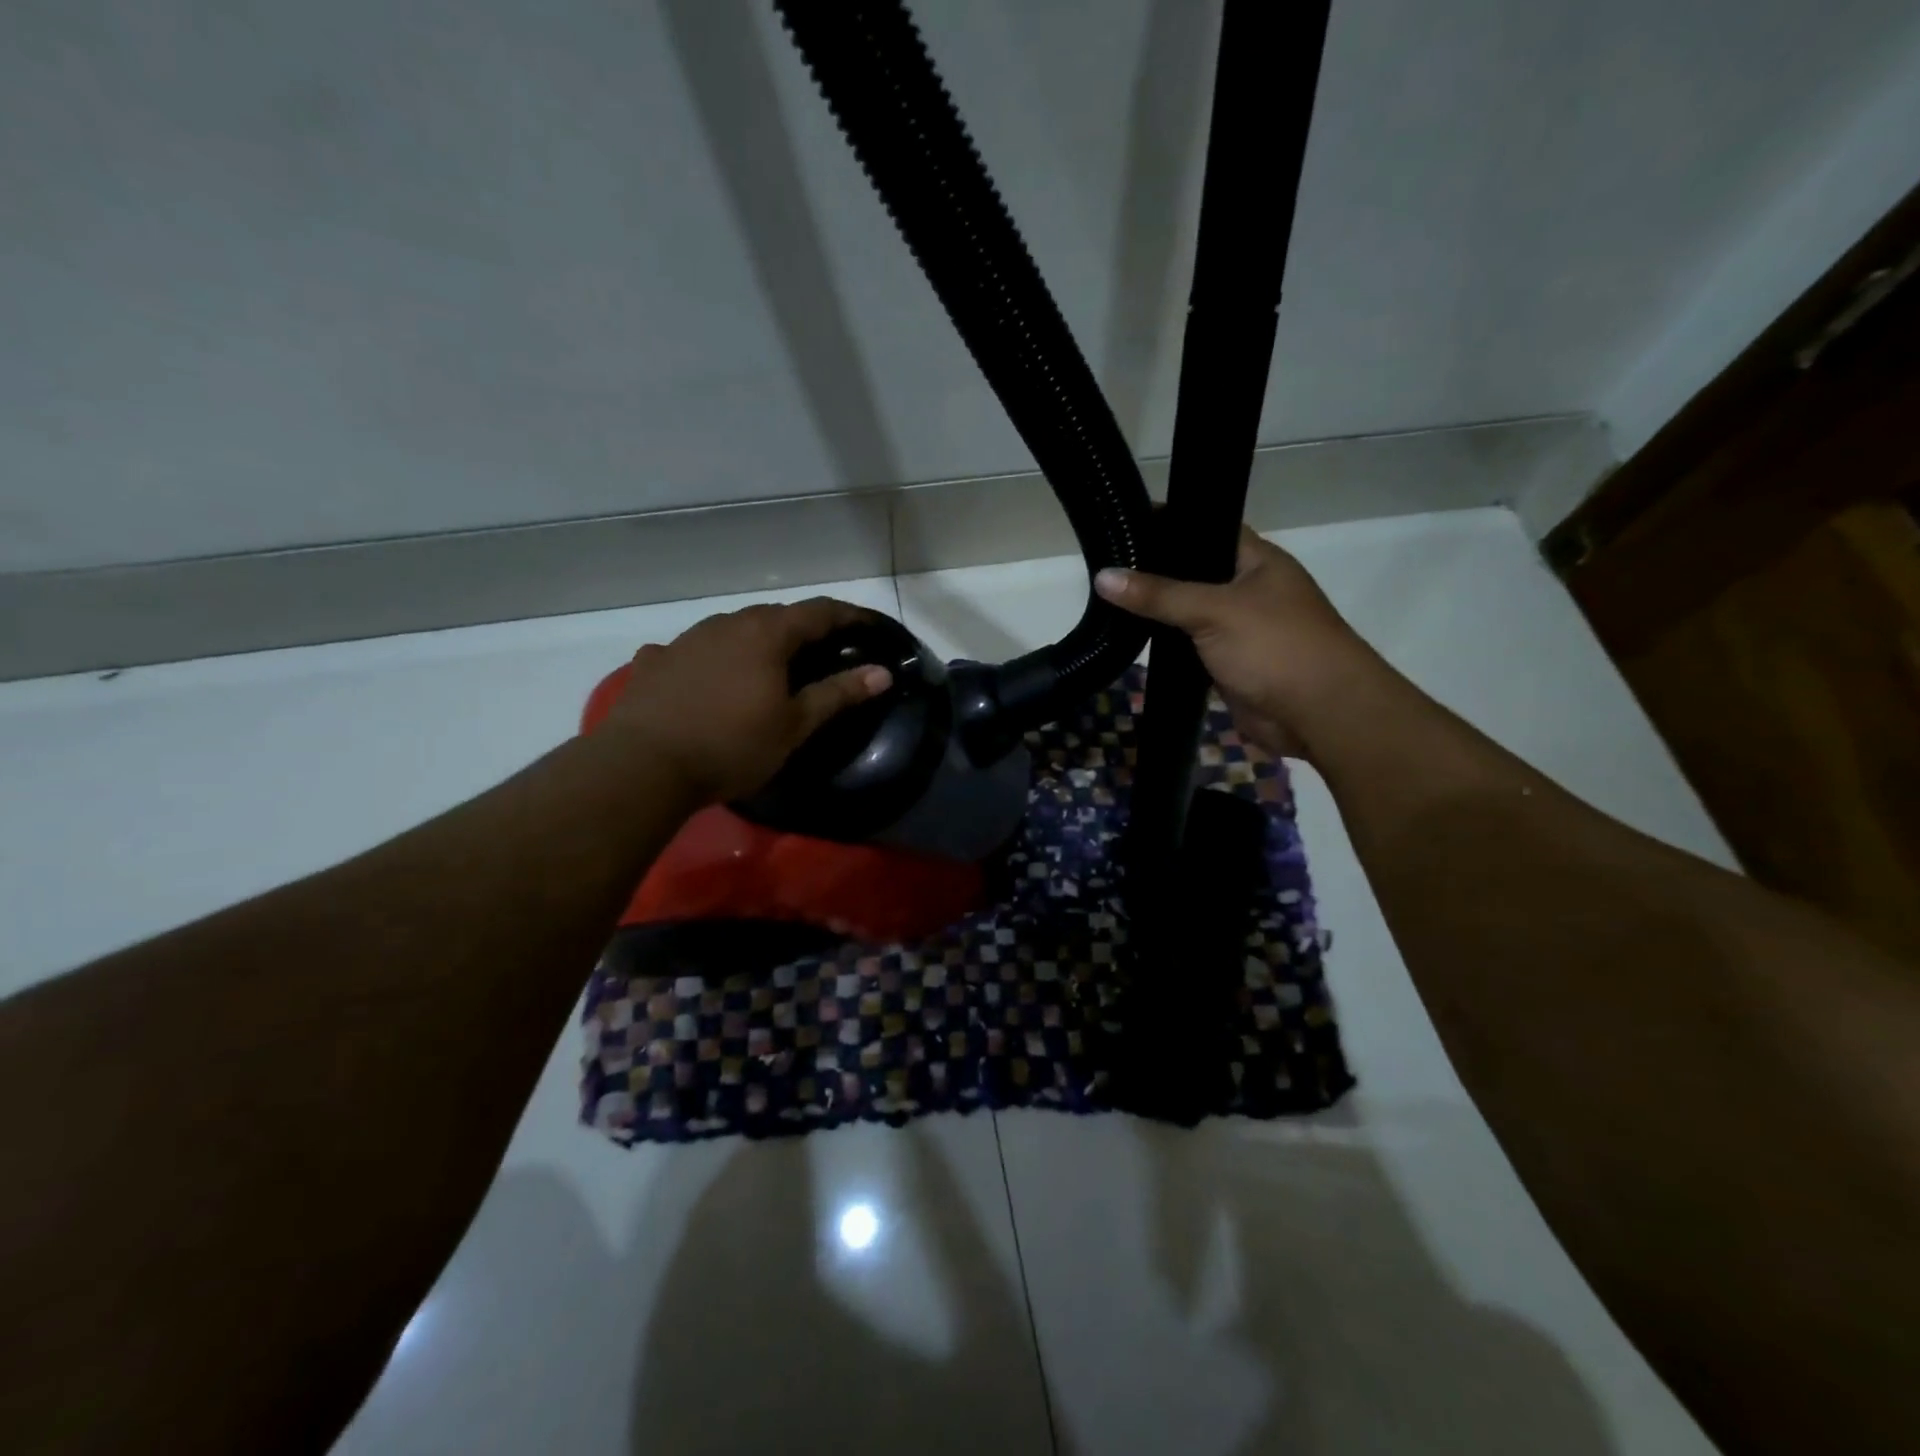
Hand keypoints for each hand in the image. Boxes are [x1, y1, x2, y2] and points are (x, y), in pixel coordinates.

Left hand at [602, 598, 892, 803]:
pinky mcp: (654, 662)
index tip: (870, 627)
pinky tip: (705, 679)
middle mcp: (726, 624)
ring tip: (767, 667)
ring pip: (732, 629)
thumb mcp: (794, 725)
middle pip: (775, 616)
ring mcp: (686, 640)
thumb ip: (838, 694)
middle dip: (803, 629)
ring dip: (756, 641)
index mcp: (767, 634)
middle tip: (822, 653)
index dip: (850, 616)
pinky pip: (692, 651)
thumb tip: (881, 673)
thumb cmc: (732, 745)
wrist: (644, 766)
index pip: (819, 611)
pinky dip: (709, 659)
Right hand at [1095, 527, 1378, 760]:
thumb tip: (1103, 576)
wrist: (1318, 714)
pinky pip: (1189, 645)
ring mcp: (1238, 628)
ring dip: (1157, 610)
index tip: (1124, 522)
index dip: (1168, 523)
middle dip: (1154, 570)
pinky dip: (1165, 642)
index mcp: (1257, 561)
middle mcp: (1247, 589)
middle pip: (1193, 572)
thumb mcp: (1214, 610)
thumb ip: (1159, 594)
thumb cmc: (1276, 646)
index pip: (1207, 528)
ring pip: (1188, 611)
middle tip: (1104, 563)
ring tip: (1105, 596)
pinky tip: (1129, 636)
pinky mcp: (1227, 663)